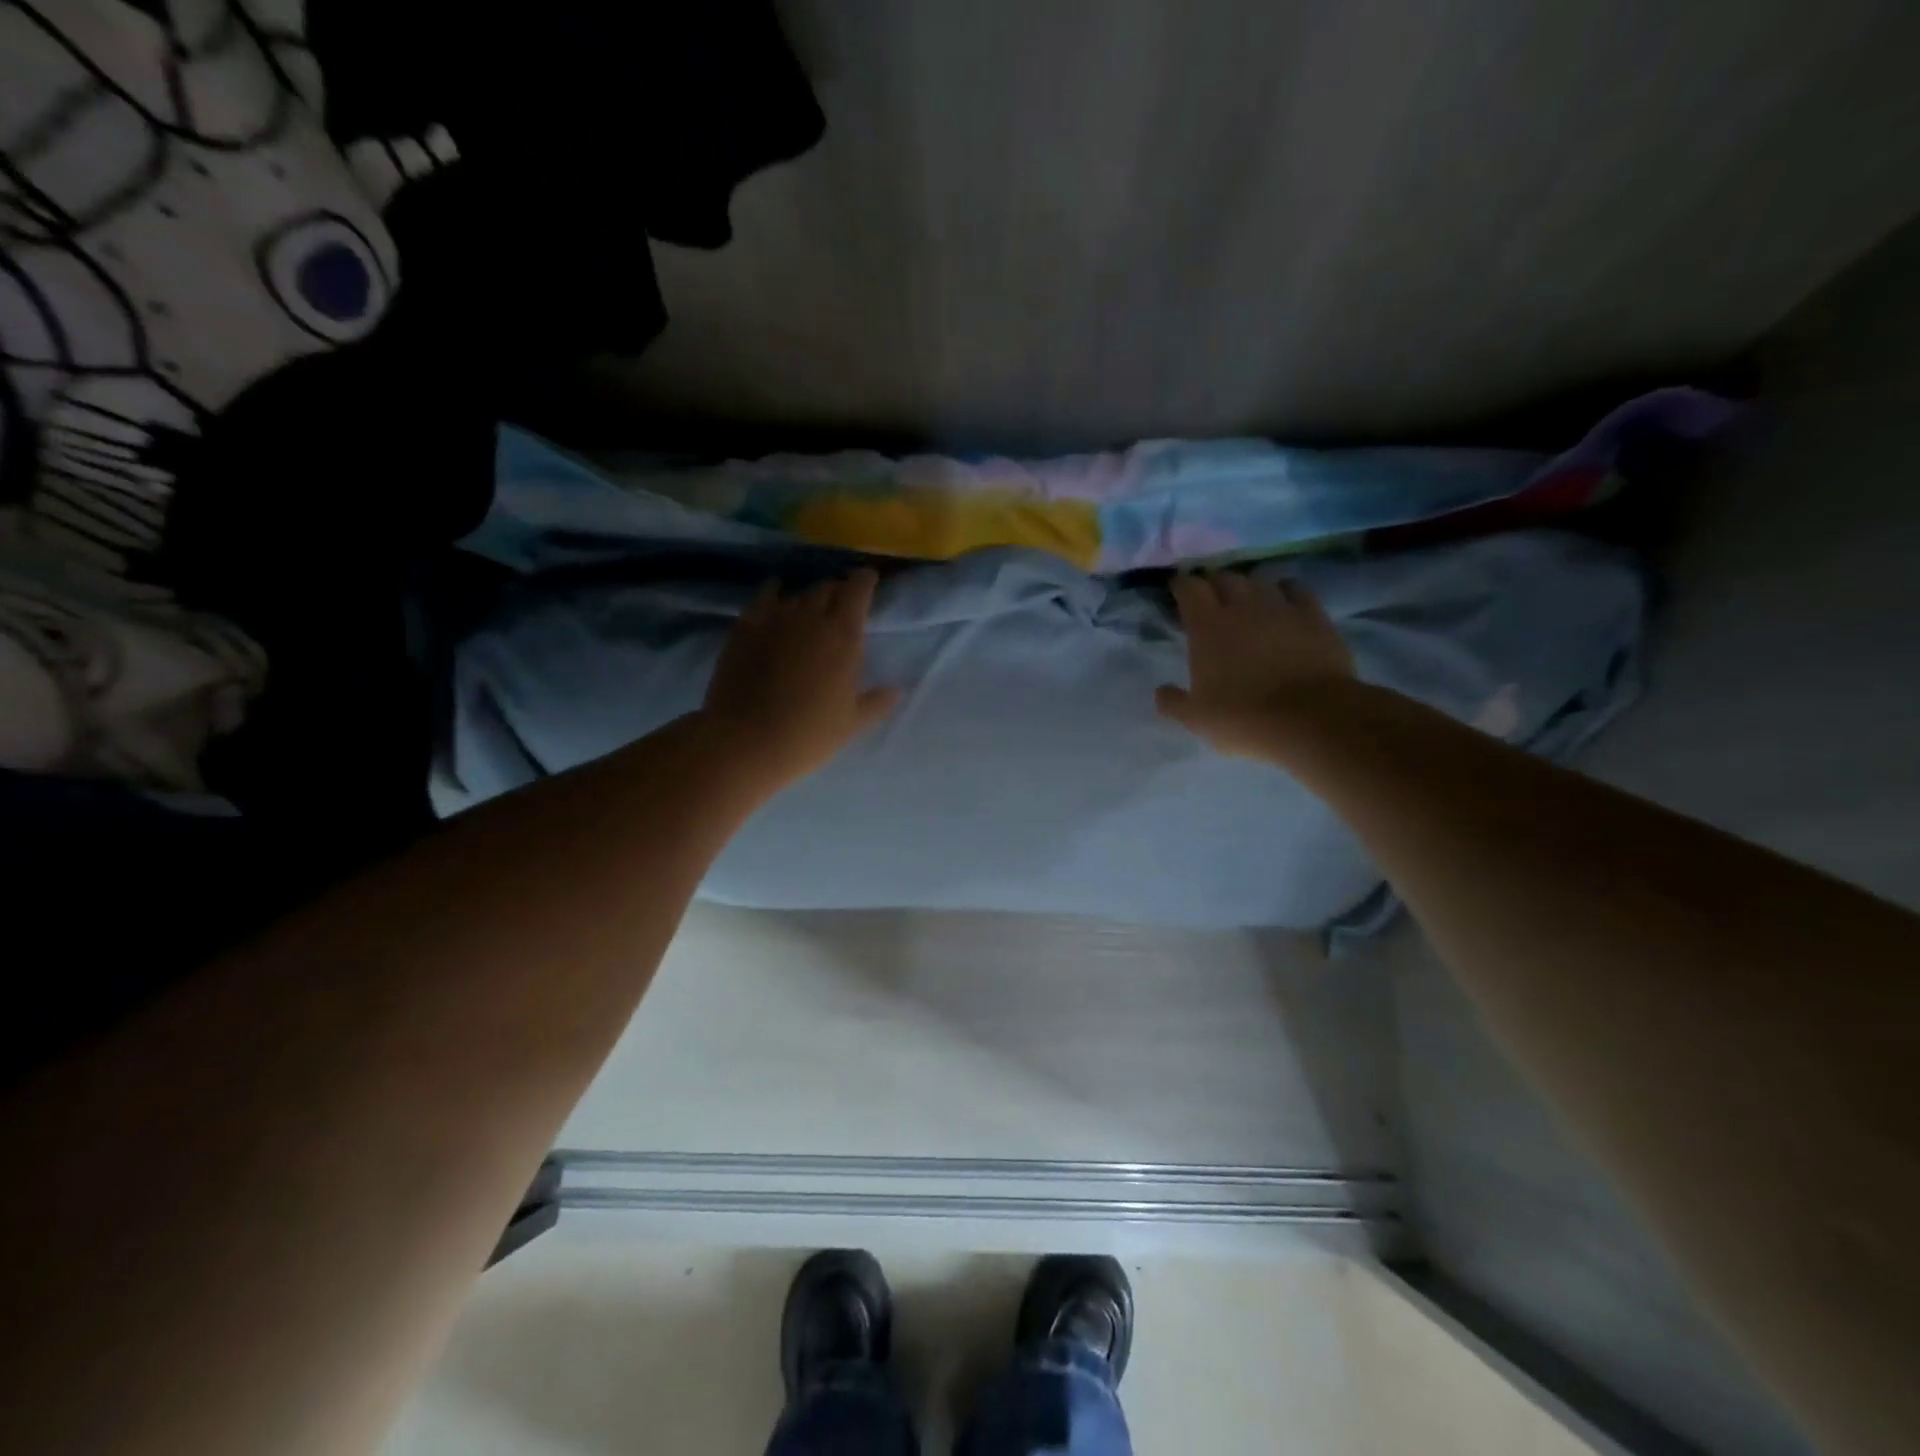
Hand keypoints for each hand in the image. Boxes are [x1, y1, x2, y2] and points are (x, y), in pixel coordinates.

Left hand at [702, 568, 901, 792]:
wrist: (746, 741)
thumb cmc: (808, 735)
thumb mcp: (852, 723)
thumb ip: (877, 702)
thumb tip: (897, 689)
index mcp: (844, 636)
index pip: (858, 590)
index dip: (865, 580)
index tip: (869, 578)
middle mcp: (811, 617)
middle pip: (827, 588)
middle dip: (838, 590)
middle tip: (841, 601)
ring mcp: (775, 618)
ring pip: (798, 594)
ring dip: (808, 597)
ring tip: (810, 606)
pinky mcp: (745, 626)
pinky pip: (764, 598)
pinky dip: (773, 592)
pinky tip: (775, 594)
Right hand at [1156, 572, 1355, 758]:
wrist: (1310, 718)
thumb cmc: (1244, 718)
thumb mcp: (1197, 719)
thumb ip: (1173, 702)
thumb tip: (1161, 692)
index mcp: (1207, 627)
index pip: (1189, 588)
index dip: (1181, 585)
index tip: (1177, 589)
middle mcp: (1242, 607)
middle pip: (1224, 578)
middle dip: (1213, 582)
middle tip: (1209, 595)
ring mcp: (1281, 608)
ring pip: (1260, 581)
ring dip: (1248, 586)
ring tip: (1245, 597)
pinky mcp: (1314, 616)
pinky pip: (1296, 590)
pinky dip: (1285, 591)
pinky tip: (1283, 599)